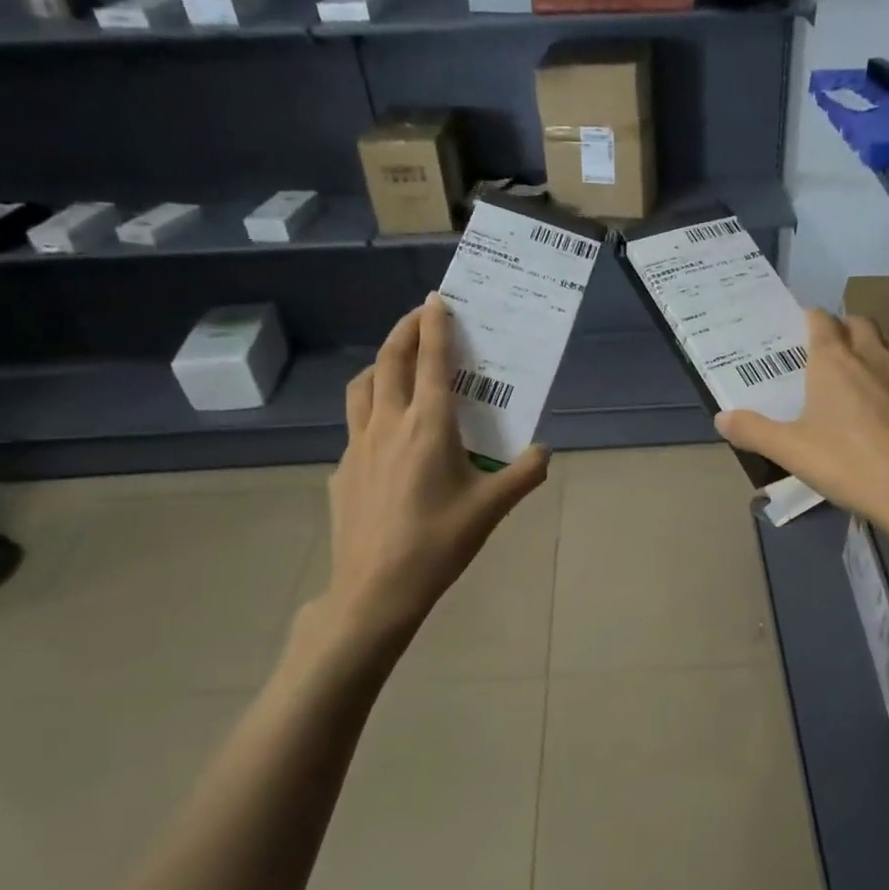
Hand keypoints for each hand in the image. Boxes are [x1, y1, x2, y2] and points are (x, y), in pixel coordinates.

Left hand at [289, 294, 549, 671]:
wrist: (375, 589)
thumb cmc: (438, 543)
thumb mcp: (492, 509)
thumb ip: (524, 474)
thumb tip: (545, 450)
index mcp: (428, 426)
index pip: (431, 361)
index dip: (435, 325)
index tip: (438, 299)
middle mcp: (389, 423)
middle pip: (391, 360)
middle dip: (405, 330)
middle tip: (420, 316)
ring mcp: (359, 445)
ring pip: (363, 386)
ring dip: (381, 363)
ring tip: (396, 363)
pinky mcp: (343, 469)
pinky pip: (355, 423)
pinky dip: (370, 406)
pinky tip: (385, 432)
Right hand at [717, 309, 888, 550]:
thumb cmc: (847, 463)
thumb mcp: (790, 451)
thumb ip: (753, 431)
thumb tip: (721, 418)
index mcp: (835, 363)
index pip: (822, 321)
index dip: (810, 318)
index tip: (801, 326)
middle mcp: (875, 359)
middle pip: (861, 324)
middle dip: (846, 326)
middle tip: (831, 347)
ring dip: (877, 350)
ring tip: (864, 373)